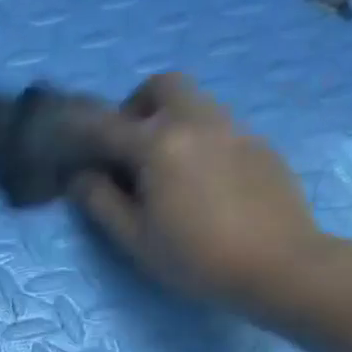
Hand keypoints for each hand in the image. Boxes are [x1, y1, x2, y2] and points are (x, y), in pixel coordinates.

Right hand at [76, 72, 324, 310]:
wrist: (281, 265)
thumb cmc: (196, 257)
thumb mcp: (135, 238)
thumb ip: (101, 202)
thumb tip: (80, 176)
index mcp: (159, 144)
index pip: (108, 125)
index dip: (82, 131)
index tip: (70, 143)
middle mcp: (197, 122)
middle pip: (162, 86)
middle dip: (137, 106)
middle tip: (128, 147)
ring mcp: (234, 129)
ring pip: (195, 102)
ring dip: (169, 121)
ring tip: (164, 170)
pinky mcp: (259, 144)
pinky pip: (219, 126)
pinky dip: (198, 139)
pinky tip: (201, 184)